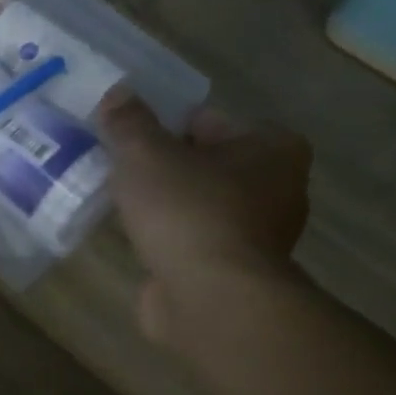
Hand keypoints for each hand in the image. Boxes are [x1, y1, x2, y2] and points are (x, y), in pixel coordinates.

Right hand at [99, 91, 312, 341]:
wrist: (211, 299)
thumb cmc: (188, 210)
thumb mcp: (145, 152)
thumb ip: (128, 121)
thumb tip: (118, 94)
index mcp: (272, 148)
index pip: (209, 121)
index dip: (165, 125)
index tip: (130, 138)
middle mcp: (277, 188)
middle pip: (205, 163)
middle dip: (164, 166)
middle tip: (118, 167)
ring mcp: (258, 235)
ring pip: (198, 204)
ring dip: (164, 205)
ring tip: (118, 202)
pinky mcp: (235, 273)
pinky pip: (193, 241)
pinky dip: (168, 239)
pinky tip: (134, 239)